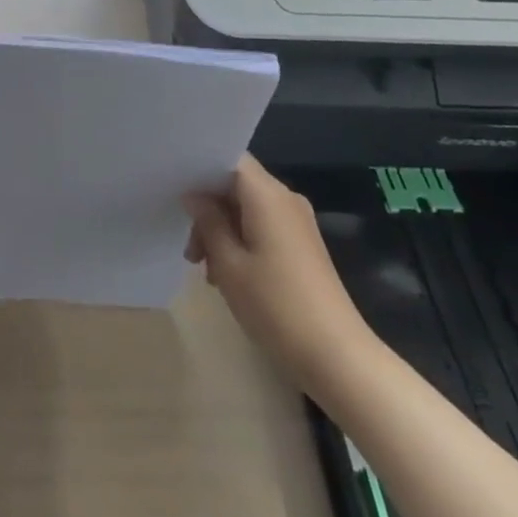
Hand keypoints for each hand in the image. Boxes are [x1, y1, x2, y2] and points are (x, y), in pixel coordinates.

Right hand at [185, 155, 370, 390]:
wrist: (339, 358)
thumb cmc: (277, 306)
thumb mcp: (229, 265)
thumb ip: (208, 222)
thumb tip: (195, 197)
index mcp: (267, 193)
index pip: (230, 158)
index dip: (201, 169)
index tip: (178, 193)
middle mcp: (285, 198)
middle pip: (237, 186)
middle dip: (209, 211)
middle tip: (191, 252)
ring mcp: (298, 223)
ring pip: (248, 209)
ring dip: (224, 231)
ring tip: (208, 273)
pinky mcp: (304, 246)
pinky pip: (264, 227)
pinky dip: (243, 242)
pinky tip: (231, 278)